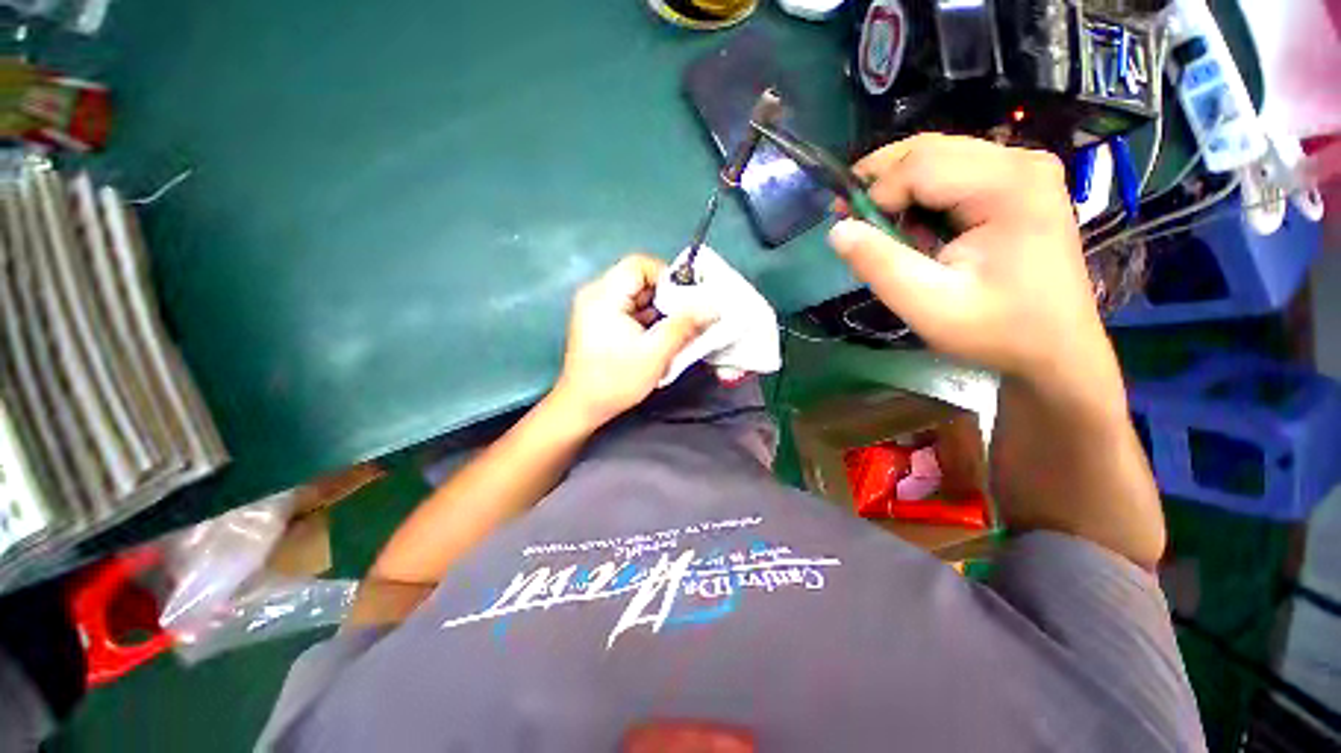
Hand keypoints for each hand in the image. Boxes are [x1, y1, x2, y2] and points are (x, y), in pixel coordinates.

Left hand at [551, 254, 712, 427]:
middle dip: (665, 296)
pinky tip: (657, 338)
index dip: (666, 276)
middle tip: (684, 318)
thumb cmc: (616, 380)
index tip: (685, 300)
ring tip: (672, 331)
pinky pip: (628, 308)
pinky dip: (646, 318)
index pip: (639, 264)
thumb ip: (685, 326)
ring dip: (657, 310)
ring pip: (635, 295)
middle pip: (638, 278)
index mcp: (603, 295)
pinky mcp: (598, 321)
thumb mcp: (656, 353)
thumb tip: (713, 307)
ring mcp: (595, 307)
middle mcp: (595, 294)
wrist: (583, 407)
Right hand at [827, 134, 1117, 397]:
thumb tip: (837, 230)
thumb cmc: (995, 329)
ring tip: (887, 233)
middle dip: (882, 184)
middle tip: (853, 222)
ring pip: (937, 158)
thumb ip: (879, 264)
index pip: (919, 163)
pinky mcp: (1019, 183)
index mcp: (1007, 185)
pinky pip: (953, 174)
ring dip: (900, 191)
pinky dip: (922, 198)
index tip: (852, 233)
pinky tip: (918, 230)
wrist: (1053, 347)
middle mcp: (1020, 162)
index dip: (875, 194)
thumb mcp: (927, 305)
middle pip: (928, 151)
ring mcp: (1023, 169)